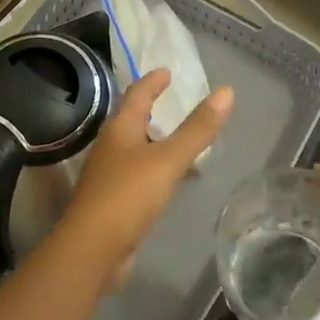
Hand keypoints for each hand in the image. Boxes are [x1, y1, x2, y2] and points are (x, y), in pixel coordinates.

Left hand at [49, 70, 233, 288]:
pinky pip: (137, 174)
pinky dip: (155, 168)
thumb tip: (227, 92)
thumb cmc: (128, 195)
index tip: (166, 71)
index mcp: (119, 130)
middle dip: (151, 109)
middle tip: (173, 101)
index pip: (136, 95)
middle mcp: (110, 147)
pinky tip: (169, 178)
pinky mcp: (113, 200)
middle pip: (131, 120)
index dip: (152, 82)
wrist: (93, 248)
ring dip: (153, 140)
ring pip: (134, 148)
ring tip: (177, 138)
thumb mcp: (168, 159)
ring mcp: (109, 175)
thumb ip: (197, 129)